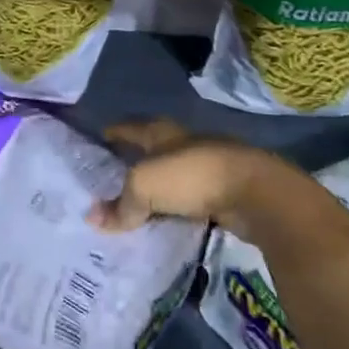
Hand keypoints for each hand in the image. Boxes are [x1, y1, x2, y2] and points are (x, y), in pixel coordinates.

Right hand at [92, 120, 298, 238]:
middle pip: (154, 150)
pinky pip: (192, 201)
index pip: (132, 127)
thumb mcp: (145, 187)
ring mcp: (209, 168)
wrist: (255, 194)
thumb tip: (93, 218)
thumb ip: (121, 205)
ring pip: (174, 177)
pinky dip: (178, 209)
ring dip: (159, 189)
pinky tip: (168, 221)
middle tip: (112, 178)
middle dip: (136, 161)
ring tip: (137, 205)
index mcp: (163, 132)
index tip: (100, 138)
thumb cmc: (192, 176)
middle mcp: (185, 144)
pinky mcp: (226, 194)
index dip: (115, 132)